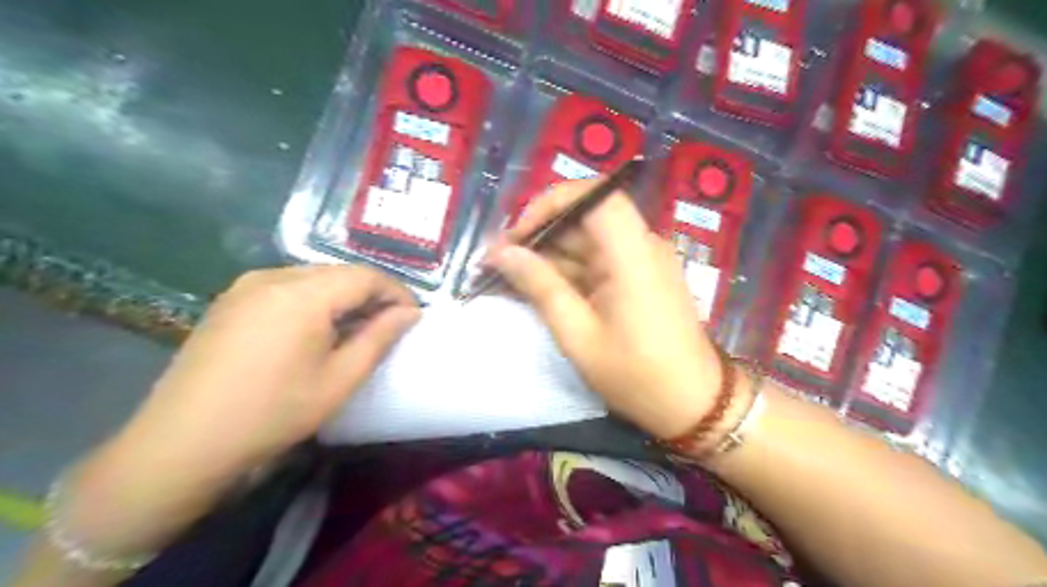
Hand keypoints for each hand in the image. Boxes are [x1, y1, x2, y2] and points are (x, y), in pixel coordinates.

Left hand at [126, 266, 424, 472]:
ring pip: (314, 278)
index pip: (366, 276)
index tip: (413, 317)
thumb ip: (380, 337)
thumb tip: (410, 313)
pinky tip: (316, 329)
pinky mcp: (230, 300)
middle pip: (339, 272)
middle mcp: (273, 276)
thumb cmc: (274, 412)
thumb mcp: (340, 379)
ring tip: (356, 329)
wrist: (182, 443)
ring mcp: (246, 286)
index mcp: (303, 293)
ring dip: (343, 297)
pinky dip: (314, 300)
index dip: (397, 292)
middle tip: (389, 325)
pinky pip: (287, 287)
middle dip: (371, 294)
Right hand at [493, 179, 728, 439]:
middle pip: (586, 218)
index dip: (550, 204)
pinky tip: (540, 289)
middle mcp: (641, 245)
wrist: (694, 405)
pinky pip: (599, 262)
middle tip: (499, 262)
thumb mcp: (578, 334)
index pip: (593, 195)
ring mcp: (642, 262)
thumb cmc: (635, 375)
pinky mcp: (640, 279)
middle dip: (541, 235)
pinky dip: (569, 272)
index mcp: (632, 252)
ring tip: (510, 278)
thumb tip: (502, 253)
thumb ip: (540, 286)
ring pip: (588, 242)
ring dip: (550, 256)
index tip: (517, 235)